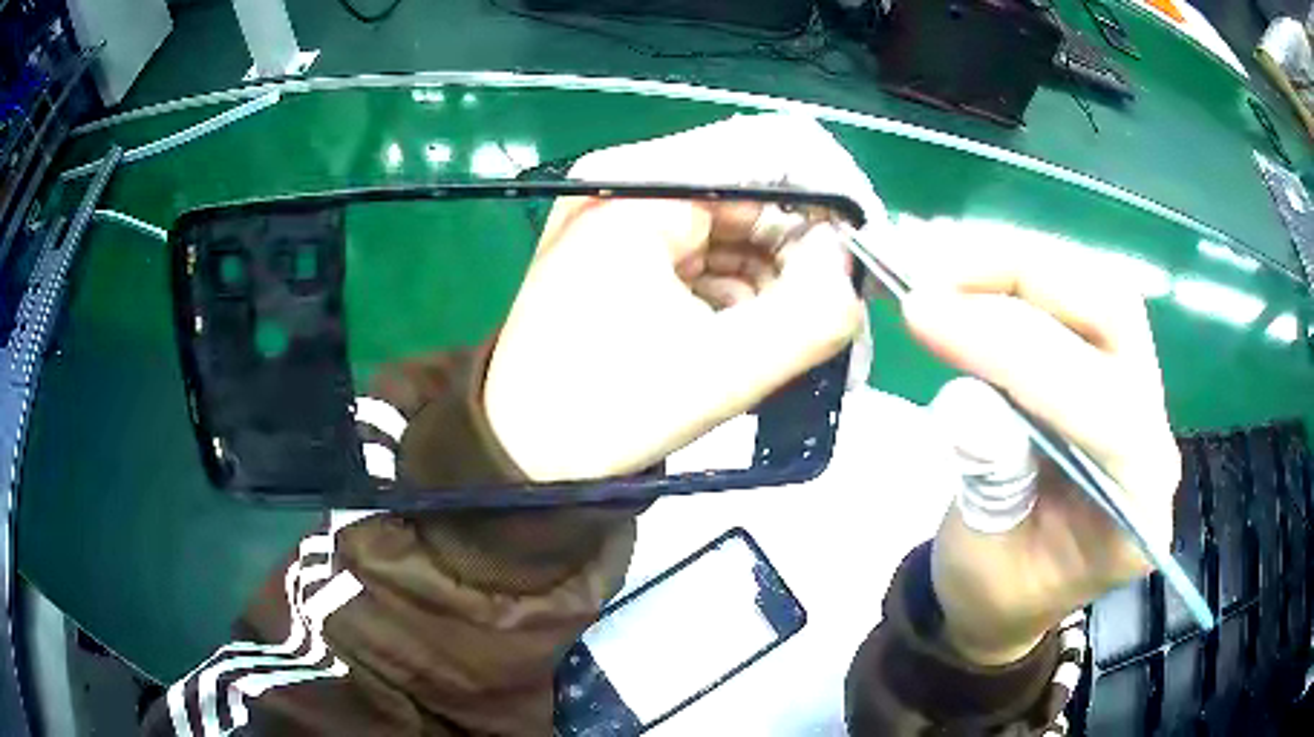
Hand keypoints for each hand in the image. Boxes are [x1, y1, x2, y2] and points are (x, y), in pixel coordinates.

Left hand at [483, 116, 871, 480]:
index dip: (833, 198)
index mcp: (637, 188)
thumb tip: (852, 267)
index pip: (769, 151)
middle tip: (839, 325)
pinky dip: (745, 293)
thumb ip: (812, 317)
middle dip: (808, 257)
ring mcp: (626, 215)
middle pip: (757, 192)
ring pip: (742, 228)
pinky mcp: (629, 249)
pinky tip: (754, 341)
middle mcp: (629, 183)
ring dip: (780, 283)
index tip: (865, 262)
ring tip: (798, 348)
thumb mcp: (721, 373)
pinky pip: (713, 254)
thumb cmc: (600, 415)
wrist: (521, 454)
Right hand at [900, 225, 1180, 665]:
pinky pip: (1073, 296)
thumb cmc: (998, 591)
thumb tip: (969, 398)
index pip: (1098, 406)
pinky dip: (1011, 269)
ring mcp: (1137, 390)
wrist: (1013, 591)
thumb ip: (989, 482)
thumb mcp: (981, 561)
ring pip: (1094, 289)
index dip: (1010, 348)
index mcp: (1135, 506)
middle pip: (1114, 315)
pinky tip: (960, 260)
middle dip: (1021, 274)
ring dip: (1012, 259)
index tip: (923, 312)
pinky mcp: (1109, 366)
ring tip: (933, 250)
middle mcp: (1153, 433)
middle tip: (931, 262)